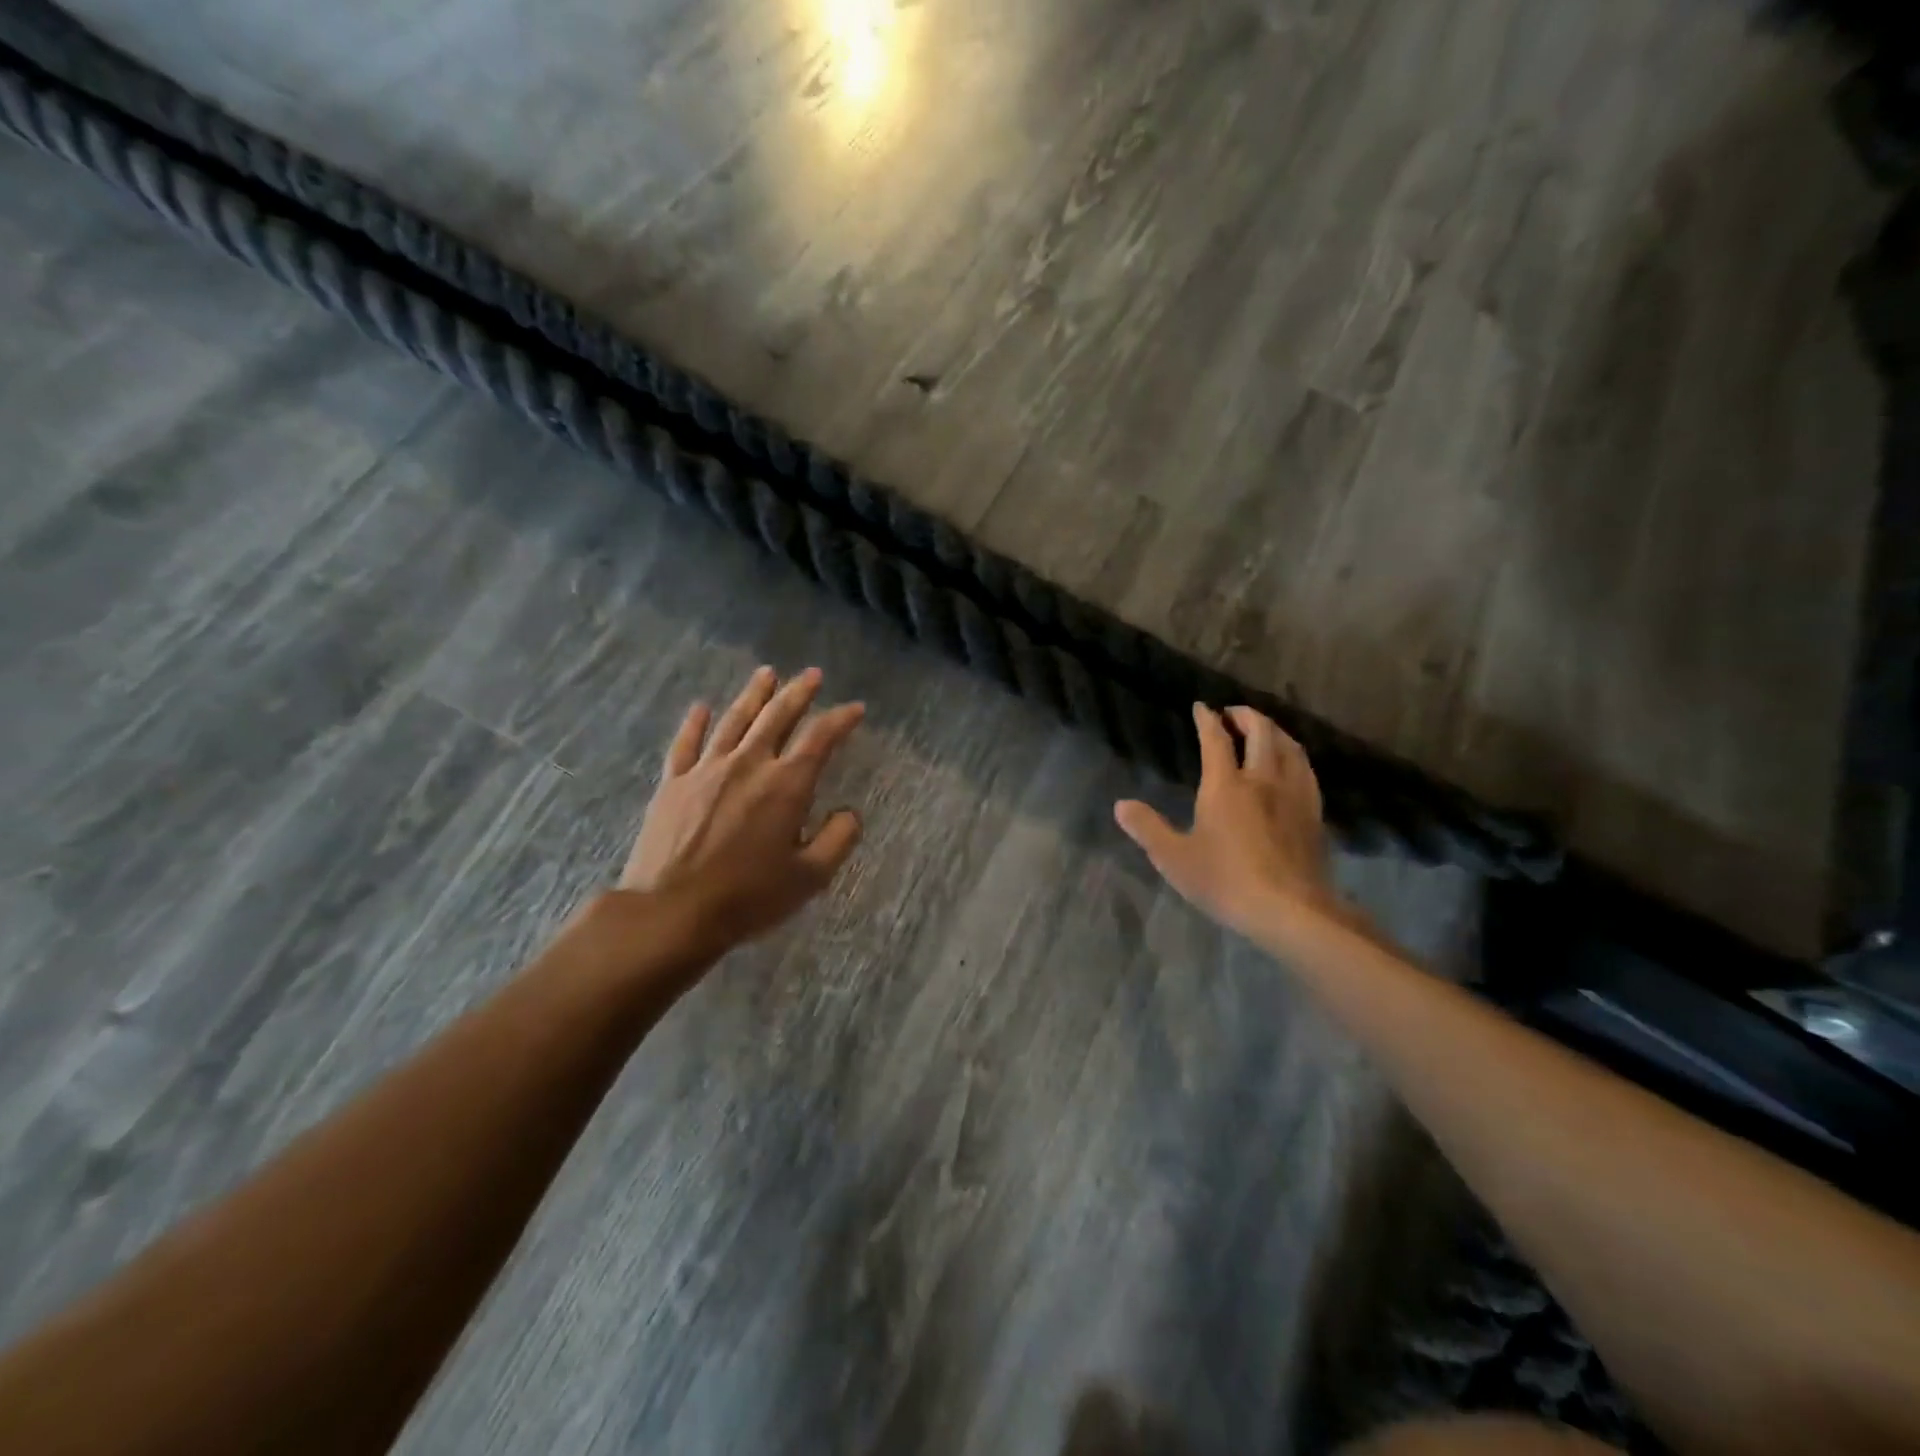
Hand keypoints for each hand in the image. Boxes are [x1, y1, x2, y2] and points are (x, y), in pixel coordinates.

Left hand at [617, 665, 864, 952]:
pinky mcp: (673, 784)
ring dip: (753, 695)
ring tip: (766, 673)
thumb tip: (849, 813)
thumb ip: (838, 839)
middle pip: (776, 717)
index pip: (819, 739)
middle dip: (798, 692)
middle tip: (812, 674)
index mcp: (786, 786)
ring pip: (734, 720)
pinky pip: (686, 744)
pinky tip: (701, 707)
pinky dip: (695, 723)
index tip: (855, 708)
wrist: (671, 912)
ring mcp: (706, 770)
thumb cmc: (748, 897)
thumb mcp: (809, 877)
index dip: (840, 719)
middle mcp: (748, 765)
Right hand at [1115, 704, 1345, 941]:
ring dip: (1273, 730)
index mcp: (1226, 785)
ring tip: (1262, 731)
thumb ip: (1147, 828)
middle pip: (1260, 731)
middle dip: (1245, 715)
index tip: (1201, 707)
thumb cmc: (1226, 881)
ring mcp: (1294, 794)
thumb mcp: (1175, 858)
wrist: (1291, 910)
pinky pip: (1306, 769)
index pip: (1216, 739)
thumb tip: (1121, 805)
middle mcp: (1263, 779)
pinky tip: (1291, 764)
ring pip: (1289, 746)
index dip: (1207, 719)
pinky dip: (1293, 754)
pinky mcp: (1314, 812)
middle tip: (1231, 713)